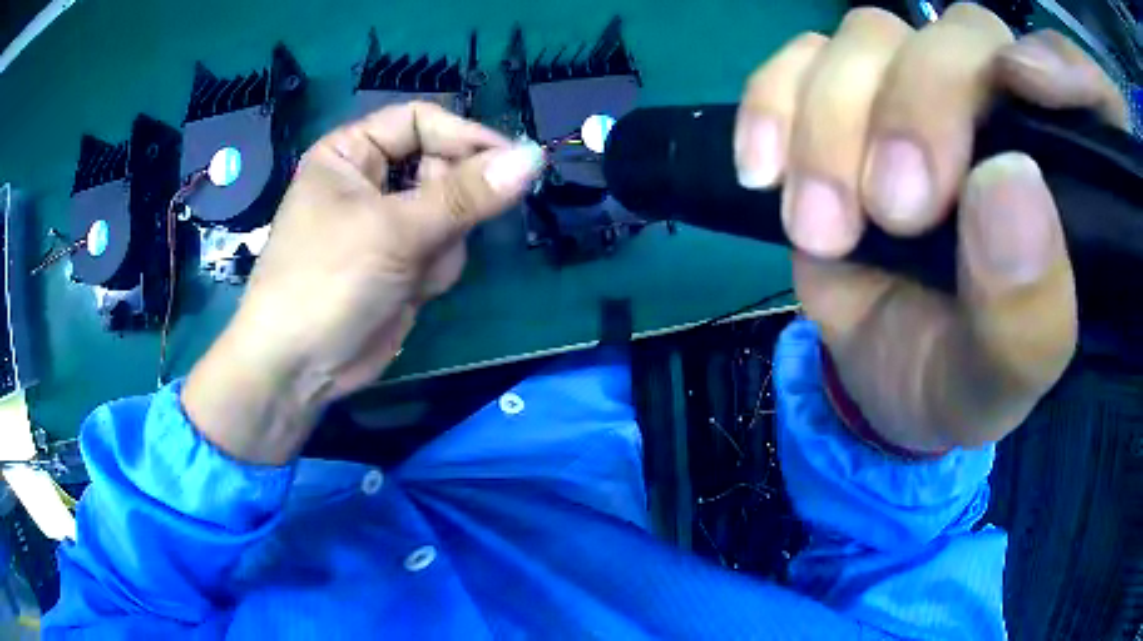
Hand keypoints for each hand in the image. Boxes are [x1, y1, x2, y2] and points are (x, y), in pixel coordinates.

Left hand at [184, 102, 543, 463]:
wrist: (301, 368)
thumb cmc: (327, 281)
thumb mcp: (394, 230)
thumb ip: (465, 194)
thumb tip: (533, 158)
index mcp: (351, 152)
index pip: (420, 121)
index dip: (464, 136)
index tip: (512, 162)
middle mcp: (370, 179)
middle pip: (442, 165)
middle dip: (449, 204)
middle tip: (441, 233)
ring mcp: (389, 222)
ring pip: (451, 211)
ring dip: (443, 243)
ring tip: (413, 272)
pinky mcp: (403, 260)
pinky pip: (445, 246)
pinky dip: (437, 268)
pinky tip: (412, 290)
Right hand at [734, 6, 1126, 450]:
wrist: (880, 379)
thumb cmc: (959, 380)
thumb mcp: (1002, 377)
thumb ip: (1027, 310)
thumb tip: (1010, 184)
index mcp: (1055, 170)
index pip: (1062, 73)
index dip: (1049, 62)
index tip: (1024, 89)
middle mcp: (989, 108)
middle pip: (950, 36)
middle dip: (915, 110)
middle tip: (893, 212)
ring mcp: (905, 95)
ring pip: (865, 38)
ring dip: (831, 124)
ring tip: (822, 227)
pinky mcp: (836, 104)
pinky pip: (794, 60)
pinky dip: (771, 104)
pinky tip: (764, 173)